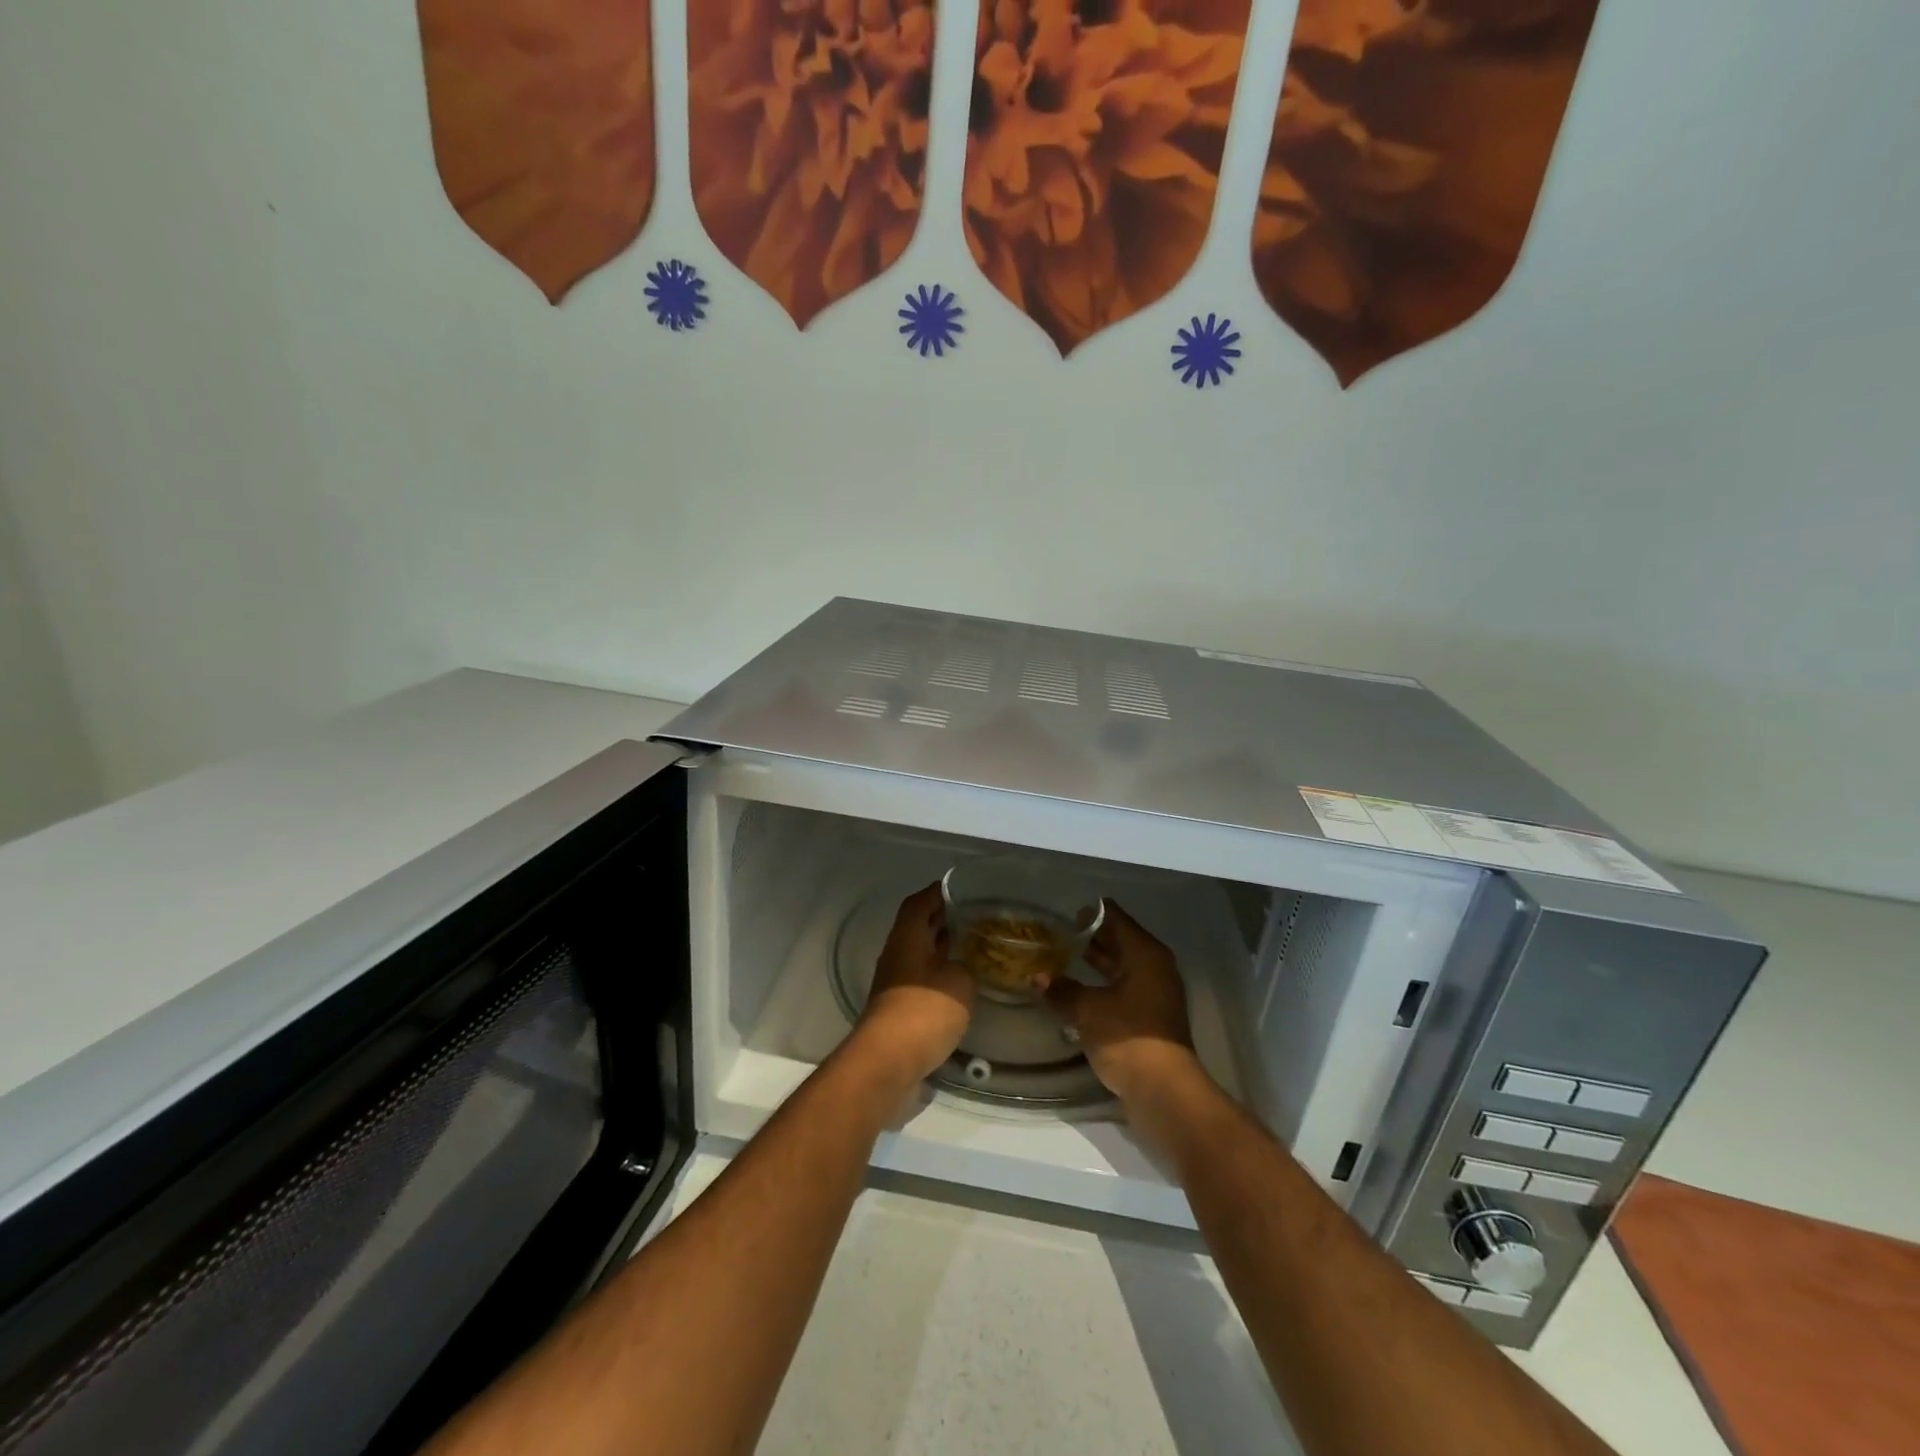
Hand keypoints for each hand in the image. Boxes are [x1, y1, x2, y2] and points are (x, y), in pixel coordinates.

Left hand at [855, 883, 974, 1081]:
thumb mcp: (959, 980)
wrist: (889, 1060)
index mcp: (907, 937)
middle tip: (971, 915)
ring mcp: (895, 983)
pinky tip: (960, 982)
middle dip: (941, 920)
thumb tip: (959, 966)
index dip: (936, 893)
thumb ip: (963, 966)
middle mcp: (897, 954)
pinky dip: (939, 974)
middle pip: (917, 928)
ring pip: (919, 955)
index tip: (957, 888)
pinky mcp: (899, 1009)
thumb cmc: (925, 1009)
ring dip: (941, 948)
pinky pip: (921, 980)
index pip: (919, 903)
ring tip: (971, 945)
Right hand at [1043, 901, 1198, 1105]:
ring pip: (1121, 968)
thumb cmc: (1128, 1037)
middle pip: (1120, 942)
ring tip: (1061, 961)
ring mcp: (1155, 994)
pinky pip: (1122, 990)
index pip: (1116, 918)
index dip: (1090, 914)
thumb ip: (1062, 990)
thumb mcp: (1087, 1010)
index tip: (1064, 915)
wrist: (1164, 1092)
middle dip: (1091, 939)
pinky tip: (1077, 993)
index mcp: (1145, 954)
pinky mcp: (1150, 1019)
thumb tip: (1037, 977)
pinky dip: (1102, 986)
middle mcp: (1155, 968)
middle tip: (1058, 935)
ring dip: (1095, 964)